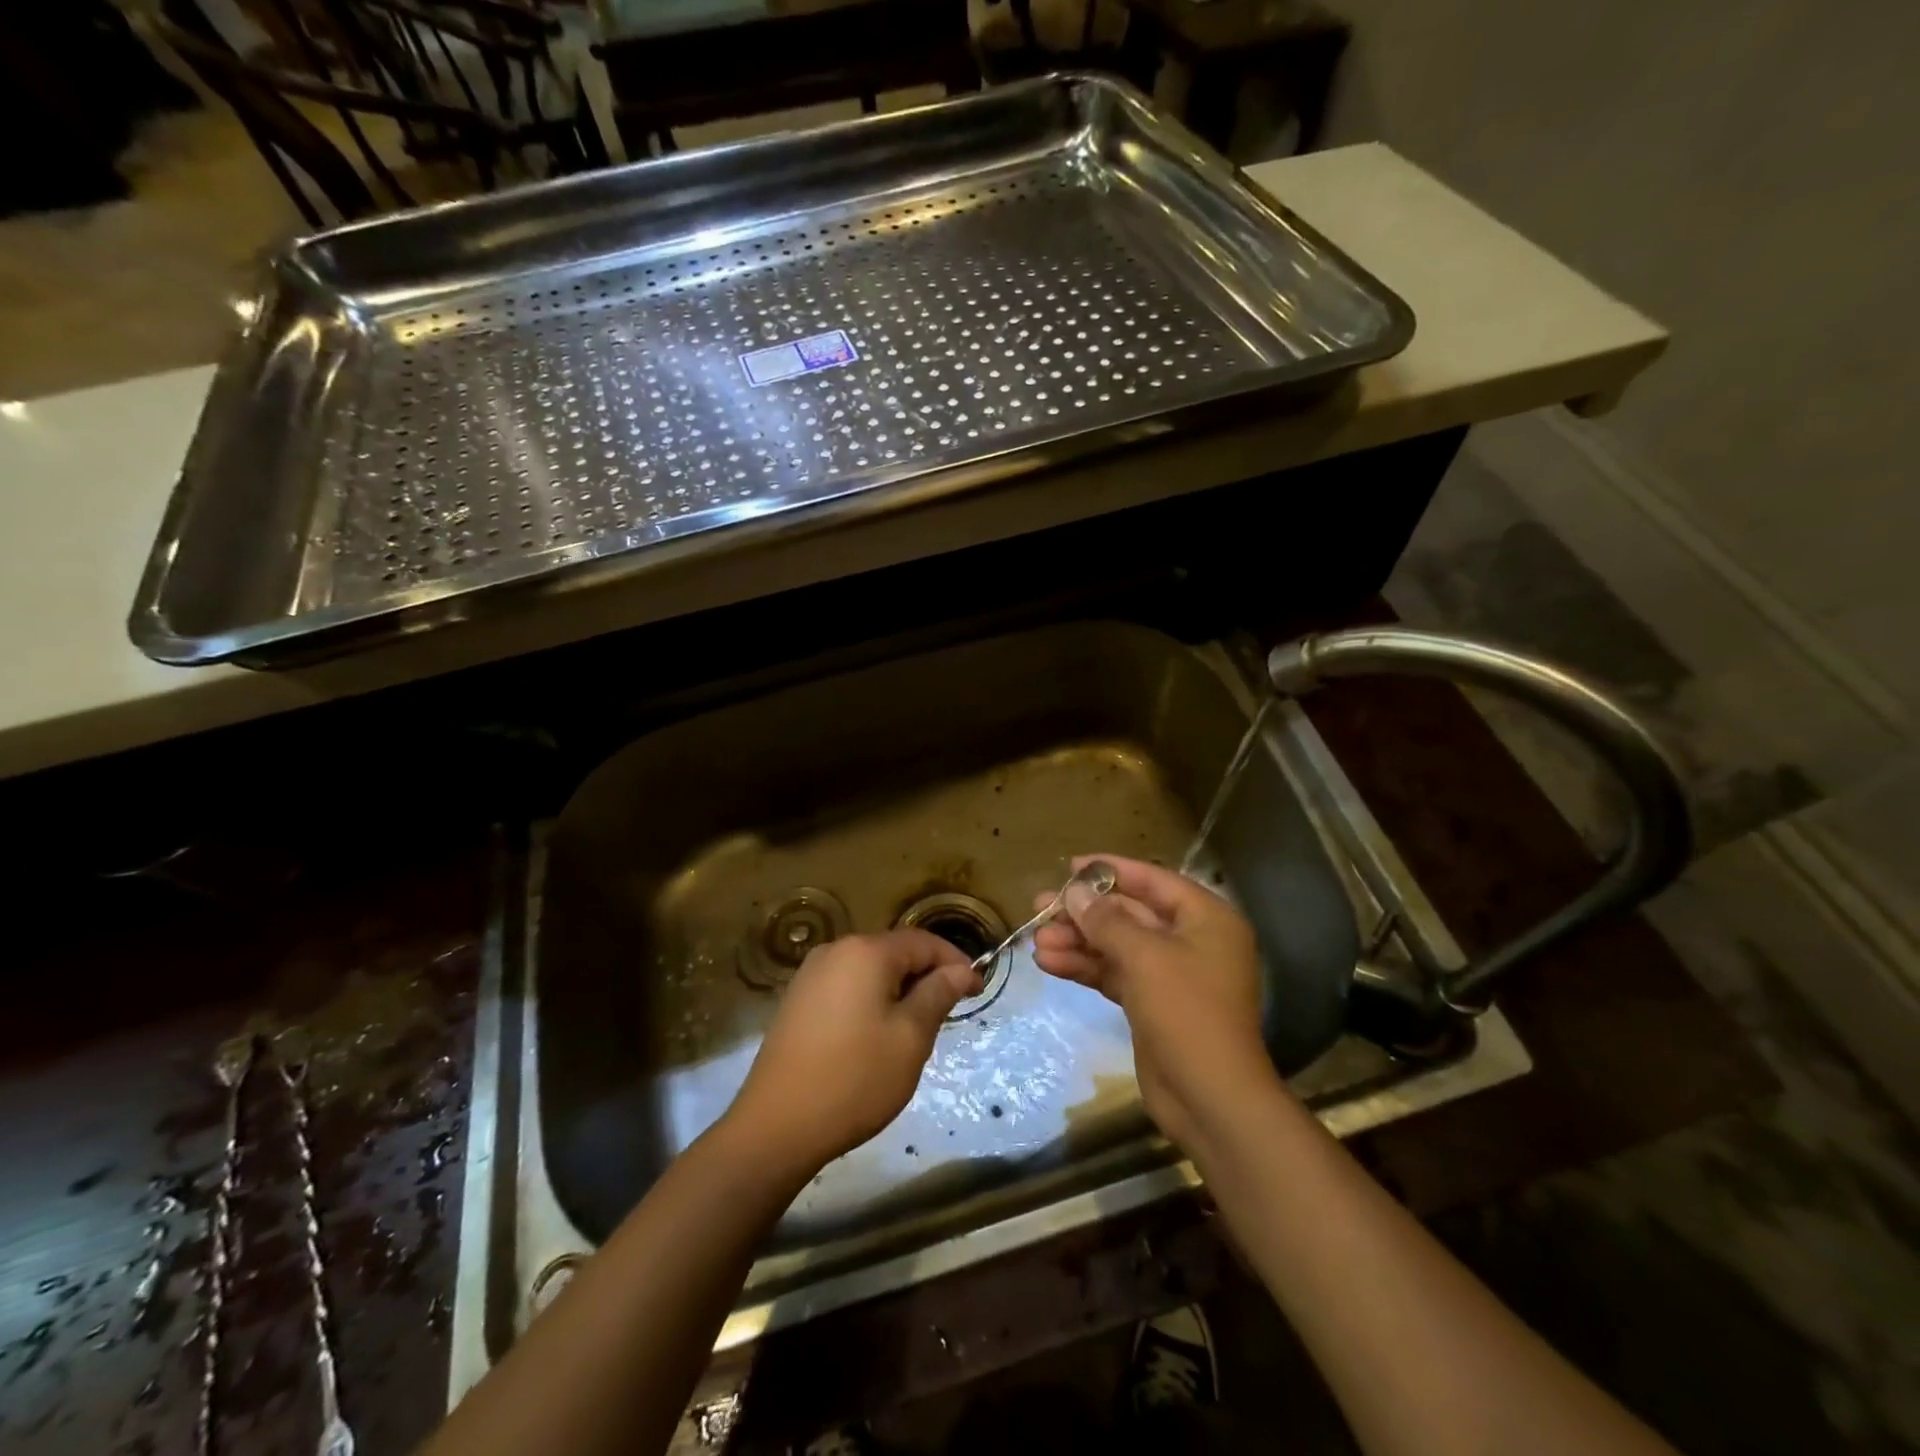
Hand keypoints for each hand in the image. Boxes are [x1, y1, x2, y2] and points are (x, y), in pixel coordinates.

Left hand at [724, 930, 981, 1175]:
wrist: (776, 1126)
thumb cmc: (854, 1079)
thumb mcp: (910, 1038)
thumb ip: (937, 994)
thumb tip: (960, 970)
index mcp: (865, 951)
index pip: (923, 942)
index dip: (955, 962)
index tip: (977, 990)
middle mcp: (836, 951)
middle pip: (894, 952)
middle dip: (926, 976)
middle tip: (949, 1013)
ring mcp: (811, 974)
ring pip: (870, 970)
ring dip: (899, 990)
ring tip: (916, 1028)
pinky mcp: (797, 1000)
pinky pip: (847, 986)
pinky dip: (871, 1000)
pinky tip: (876, 1035)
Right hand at [1032, 855, 1273, 1149]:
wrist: (1210, 1099)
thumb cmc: (1187, 1013)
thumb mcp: (1144, 957)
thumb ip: (1106, 920)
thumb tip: (1075, 891)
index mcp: (1206, 919)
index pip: (1153, 880)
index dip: (1110, 870)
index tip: (1069, 866)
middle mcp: (1190, 940)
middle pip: (1130, 913)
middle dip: (1084, 913)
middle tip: (1040, 907)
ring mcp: (1170, 974)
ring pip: (1116, 945)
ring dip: (1078, 942)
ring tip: (1036, 941)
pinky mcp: (1151, 1004)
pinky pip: (1114, 973)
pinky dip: (1085, 967)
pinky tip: (1049, 963)